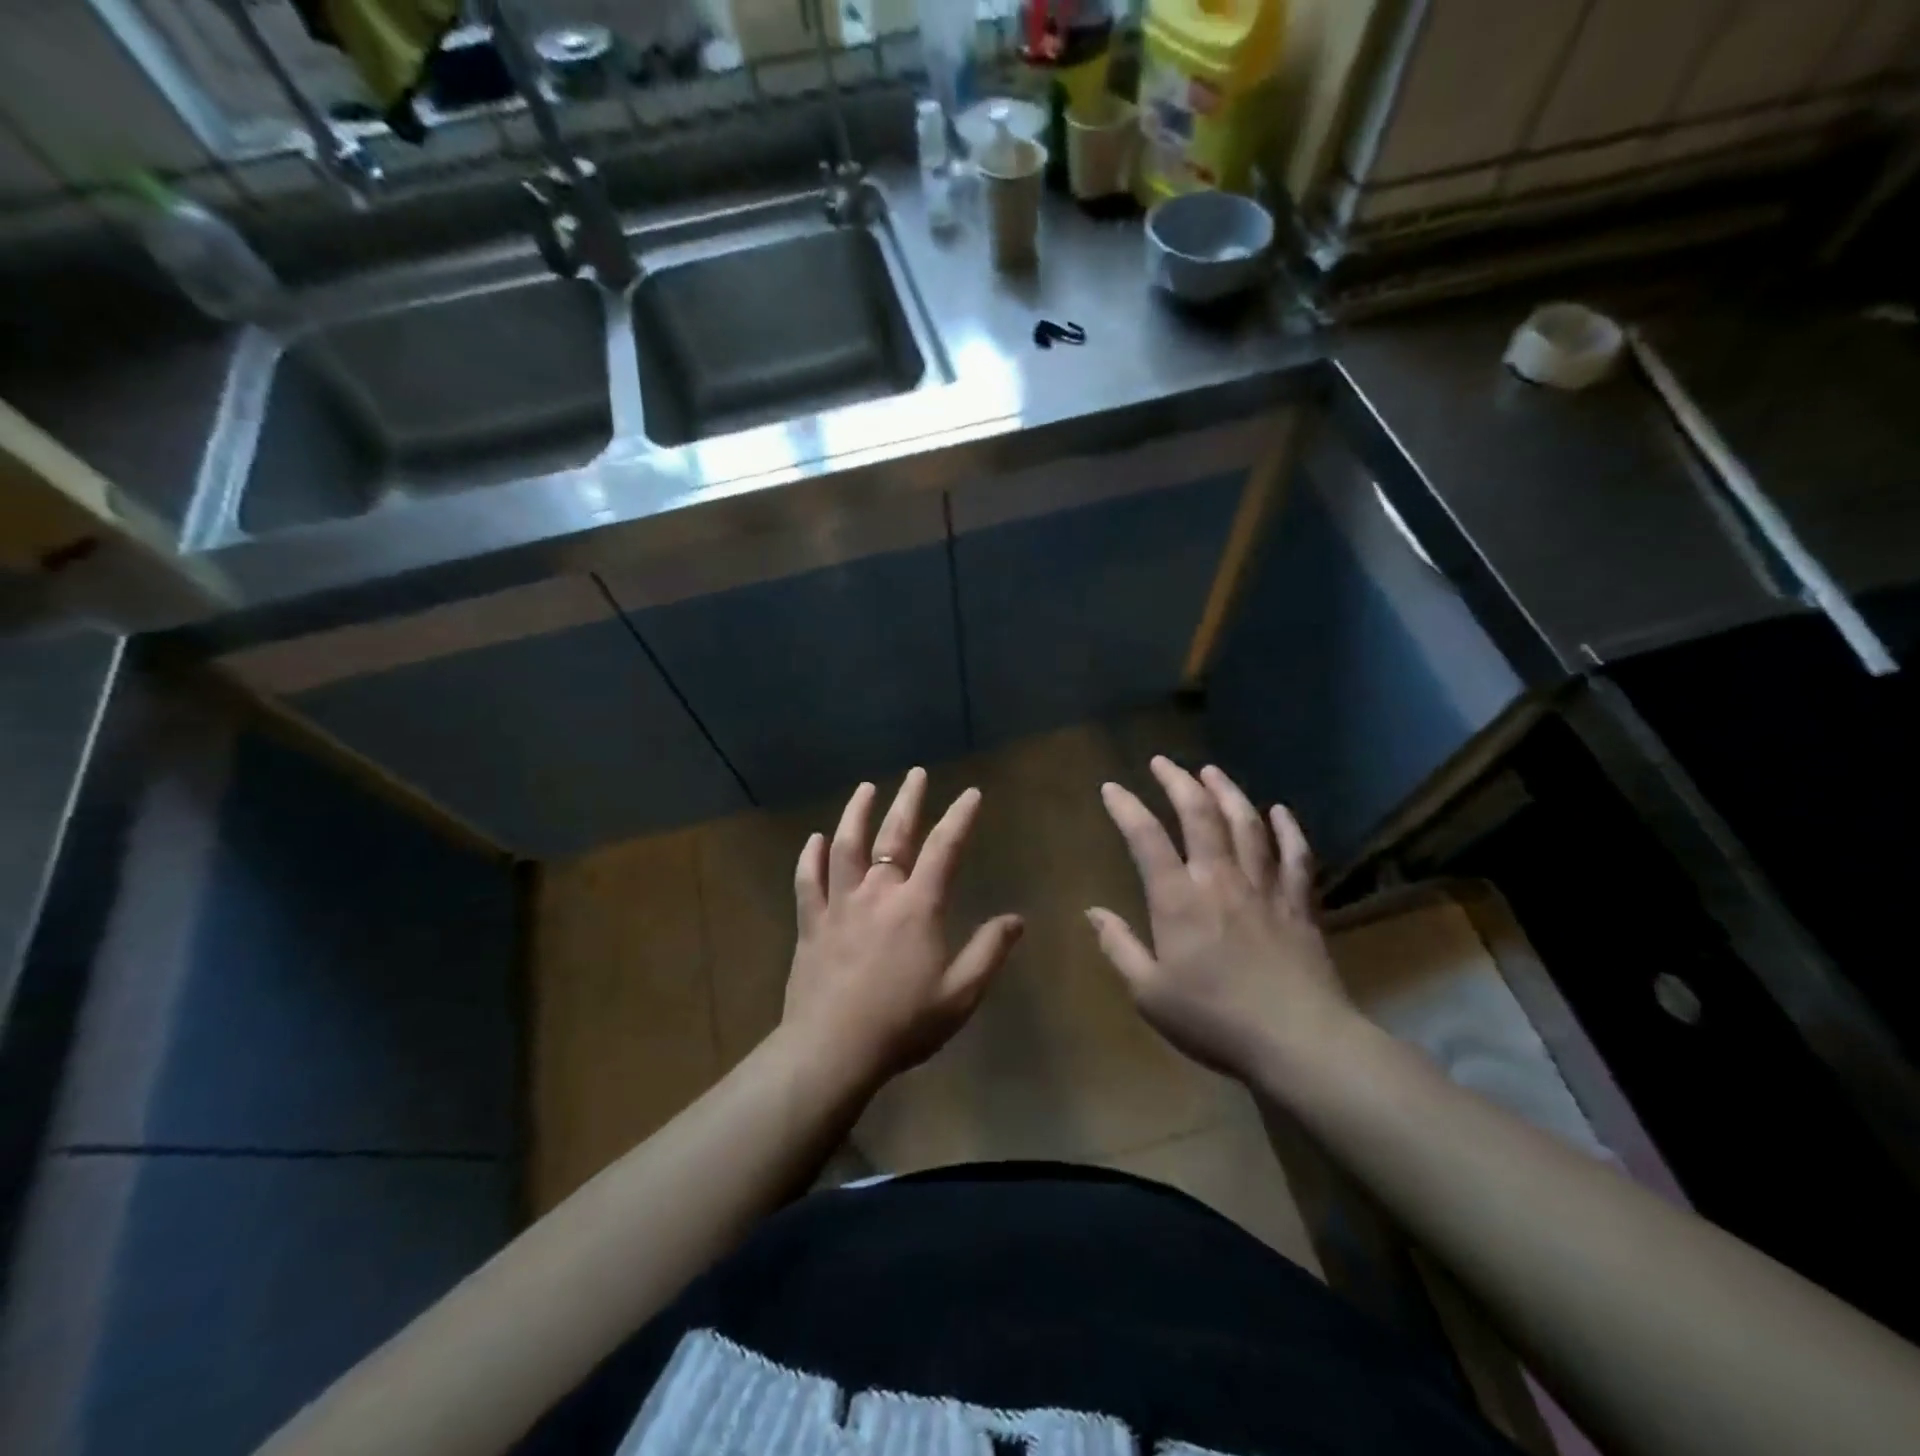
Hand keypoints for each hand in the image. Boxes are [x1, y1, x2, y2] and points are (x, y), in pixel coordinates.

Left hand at [782, 768, 1023, 1088]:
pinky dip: (810, 857)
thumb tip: (1016, 918)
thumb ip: (989, 952)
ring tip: (865, 789)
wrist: (832, 1050)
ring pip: (846, 847)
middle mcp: (878, 893)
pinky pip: (807, 881)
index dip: (960, 818)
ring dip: (856, 814)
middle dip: (908, 801)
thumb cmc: (903, 1023)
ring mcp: (839, 905)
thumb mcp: (960, 994)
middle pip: (893, 835)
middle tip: (915, 774)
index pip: (944, 849)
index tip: (970, 794)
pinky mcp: (810, 924)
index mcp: (917, 906)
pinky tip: (814, 840)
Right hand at [1088, 758, 1354, 1082]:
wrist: (1297, 1041)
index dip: (1126, 808)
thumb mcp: (1149, 993)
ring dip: (1227, 792)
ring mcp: (1265, 887)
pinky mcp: (1299, 903)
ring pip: (1247, 825)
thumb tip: (1093, 912)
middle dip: (1178, 782)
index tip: (1112, 788)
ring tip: (1211, 771)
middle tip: (1163, 762)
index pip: (1146, 838)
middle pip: (1200, 815)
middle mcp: (1220, 879)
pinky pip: (1296, 856)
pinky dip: (1288, 830)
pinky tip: (1280, 812)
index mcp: (1178, 899)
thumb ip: (1119, 947)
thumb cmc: (1214, 1020)